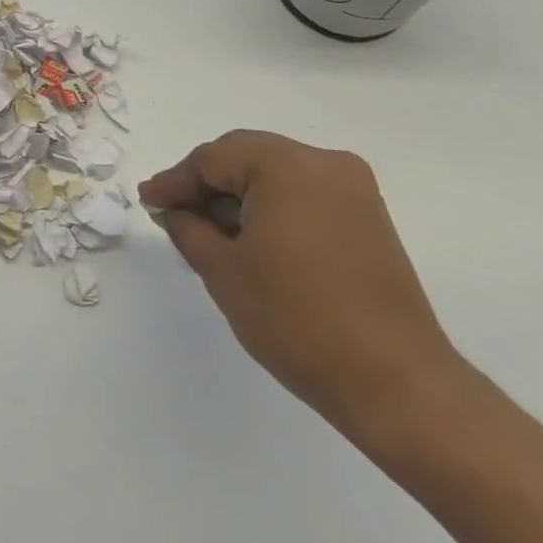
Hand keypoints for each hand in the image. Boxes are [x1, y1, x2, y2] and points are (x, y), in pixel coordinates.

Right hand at [140, 130, 465, 441]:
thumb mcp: (223, 270)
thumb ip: (188, 228)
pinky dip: (269, 208)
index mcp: (288, 167)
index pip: (213, 159)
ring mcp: (353, 190)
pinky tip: (248, 240)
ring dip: (237, 196)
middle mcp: (325, 164)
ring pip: (274, 175)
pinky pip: (301, 194)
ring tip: (207, 233)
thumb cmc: (296, 319)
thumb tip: (172, 210)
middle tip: (172, 213)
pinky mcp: (367, 218)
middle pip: (245, 157)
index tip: (147, 202)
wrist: (396, 384)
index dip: (175, 181)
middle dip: (205, 184)